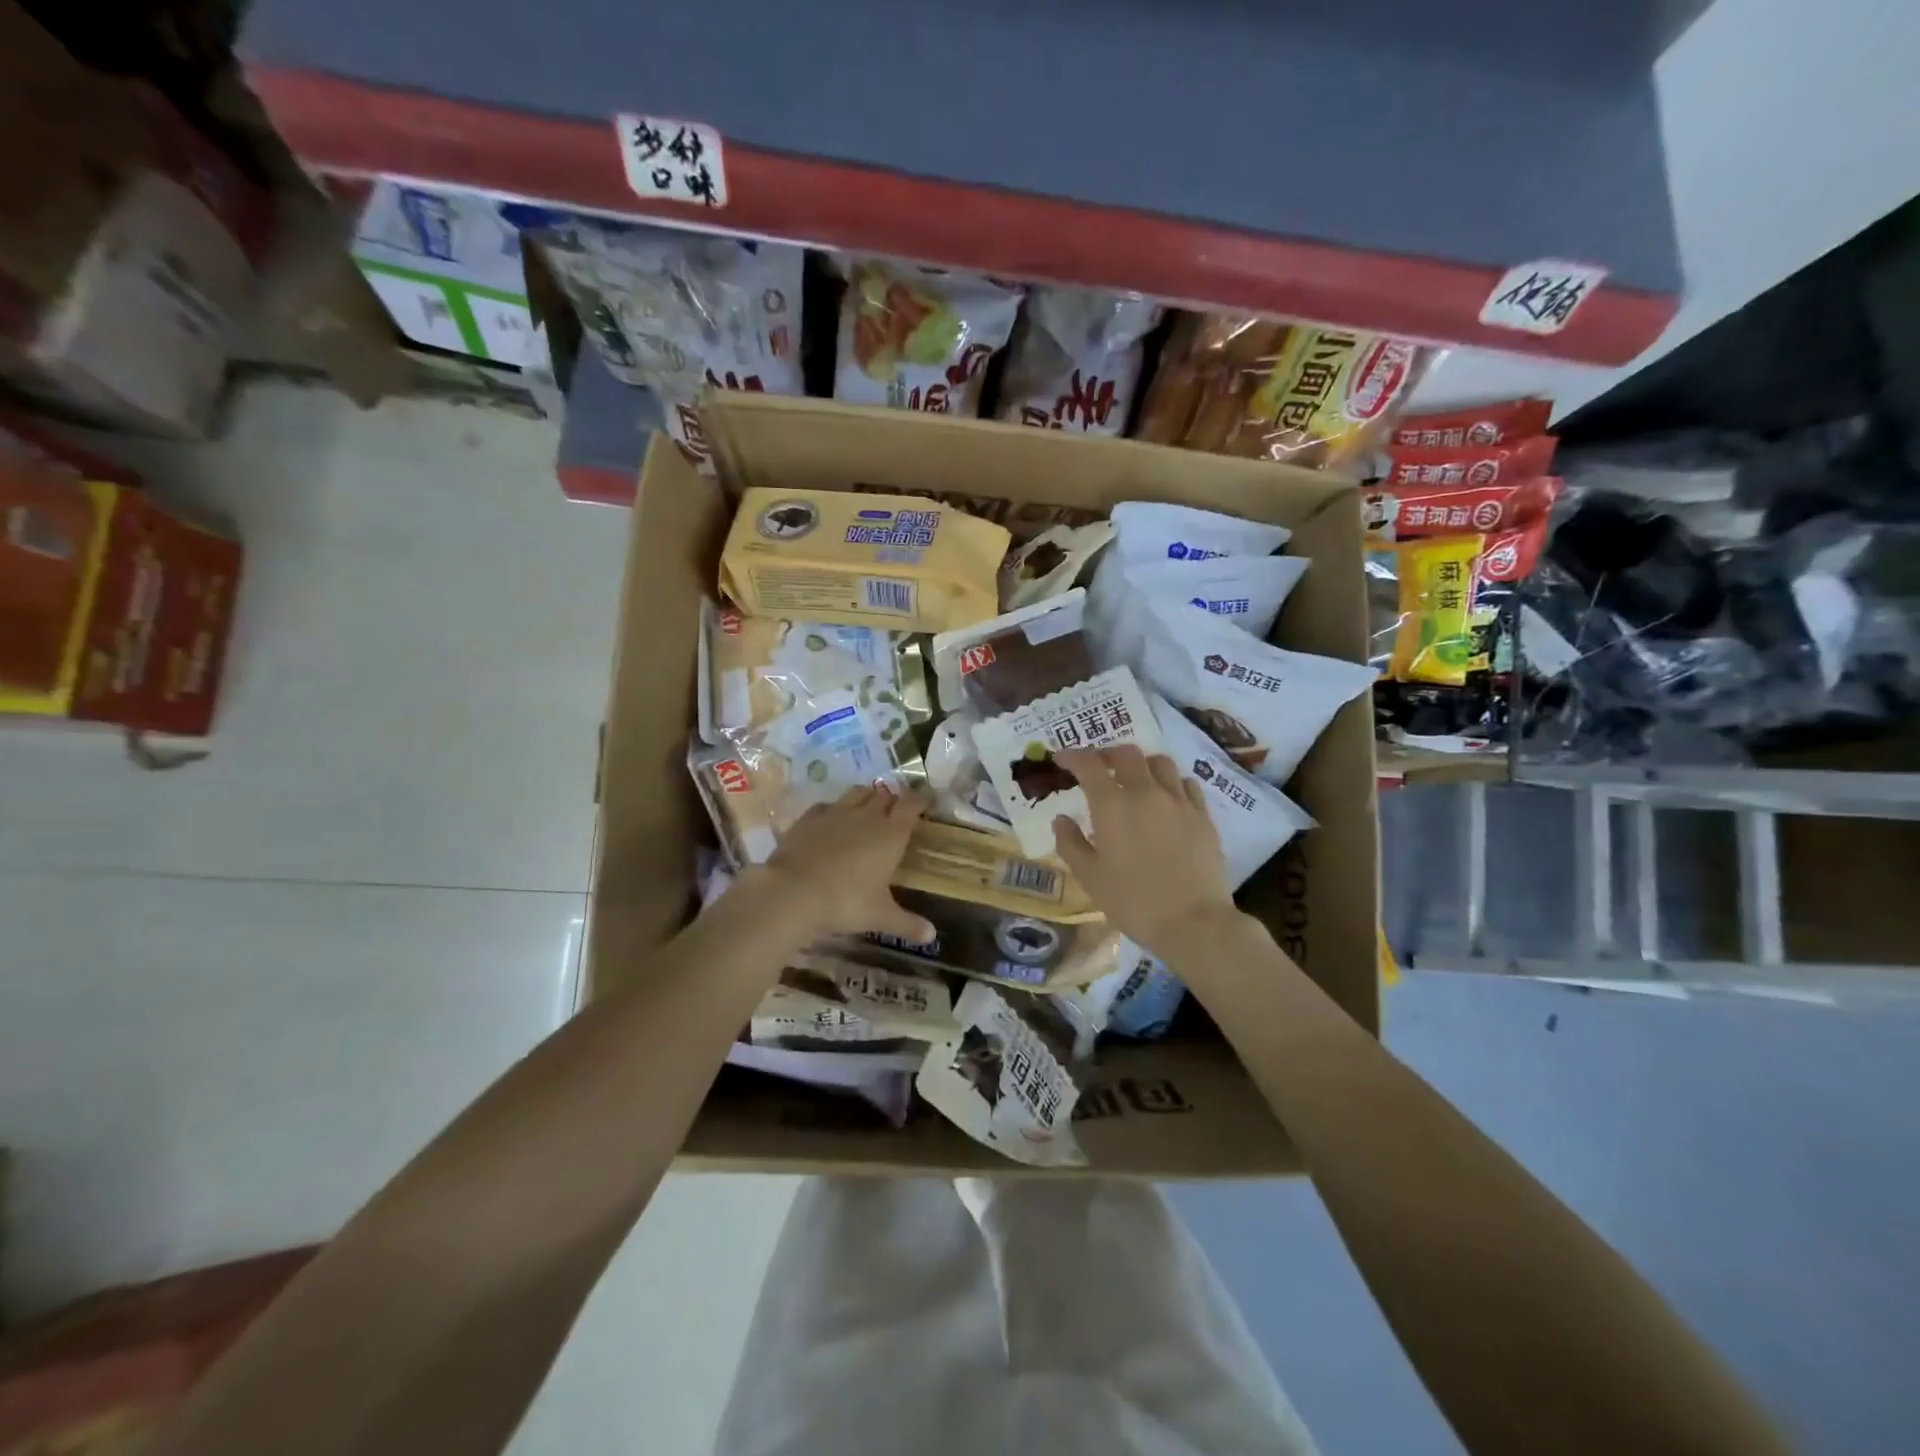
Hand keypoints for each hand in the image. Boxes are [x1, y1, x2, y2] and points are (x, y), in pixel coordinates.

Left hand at [741, 786, 936, 943]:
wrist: (792, 892)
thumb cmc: (845, 902)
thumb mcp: (880, 916)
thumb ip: (907, 923)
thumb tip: (931, 936)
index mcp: (891, 833)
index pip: (912, 804)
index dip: (921, 800)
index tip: (926, 801)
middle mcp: (867, 815)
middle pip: (884, 795)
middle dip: (892, 800)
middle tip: (895, 812)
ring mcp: (836, 812)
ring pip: (857, 793)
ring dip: (866, 797)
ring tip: (867, 810)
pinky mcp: (810, 817)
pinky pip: (828, 804)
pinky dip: (835, 809)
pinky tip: (832, 822)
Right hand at [1052, 746, 1240, 958]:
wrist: (1193, 922)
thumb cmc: (1133, 901)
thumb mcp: (1090, 877)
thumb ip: (1070, 843)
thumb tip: (1061, 818)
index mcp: (1112, 805)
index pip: (1088, 765)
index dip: (1071, 756)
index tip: (1060, 759)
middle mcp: (1146, 792)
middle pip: (1126, 754)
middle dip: (1107, 754)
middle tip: (1097, 766)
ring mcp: (1179, 801)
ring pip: (1160, 763)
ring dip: (1141, 764)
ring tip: (1134, 778)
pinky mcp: (1203, 816)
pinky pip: (1186, 784)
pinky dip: (1170, 782)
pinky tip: (1167, 797)